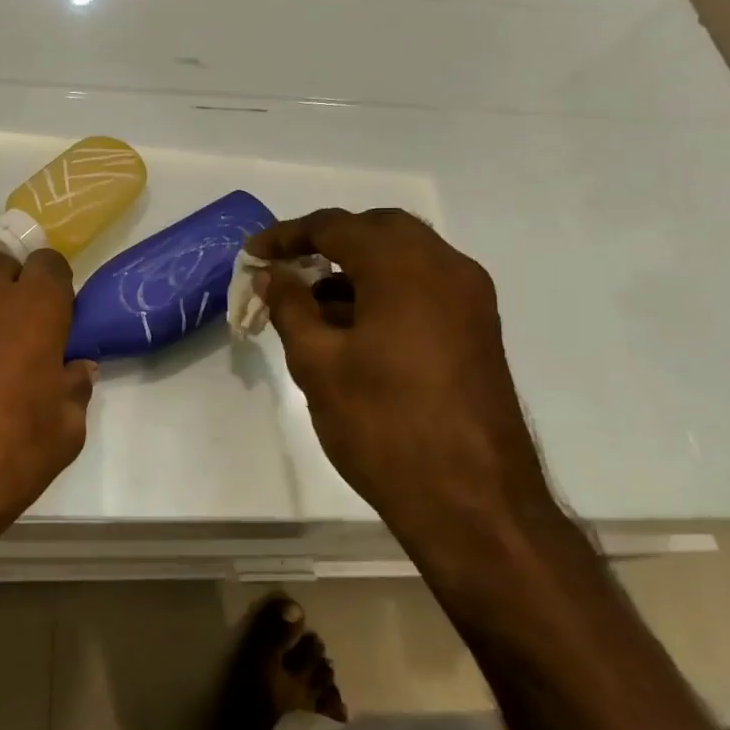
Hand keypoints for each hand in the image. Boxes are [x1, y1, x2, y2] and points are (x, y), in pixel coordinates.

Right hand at [250, 208, 552, 542]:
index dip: (287, 236)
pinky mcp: (477, 330)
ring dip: (356, 266)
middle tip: (286, 267)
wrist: (473, 502)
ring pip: (405, 256)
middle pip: (378, 229)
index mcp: (405, 268)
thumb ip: (290, 306)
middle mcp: (446, 269)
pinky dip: (384, 288)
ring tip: (310, 302)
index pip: (336, 227)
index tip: (252, 255)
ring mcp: (469, 299)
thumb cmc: (383, 426)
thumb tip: (273, 275)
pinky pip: (424, 285)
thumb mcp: (318, 363)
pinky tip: (351, 326)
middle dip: (327, 241)